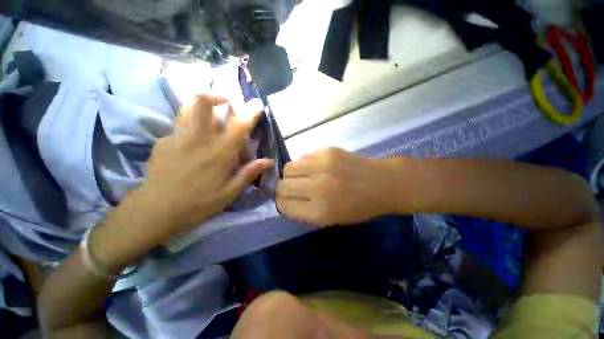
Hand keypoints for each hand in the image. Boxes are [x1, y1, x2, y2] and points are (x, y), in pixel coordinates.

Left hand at [120, 95, 273, 245]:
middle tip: (225, 103)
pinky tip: (192, 143)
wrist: (155, 211)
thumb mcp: (230, 192)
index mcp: (219, 153)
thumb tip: (269, 161)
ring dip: (201, 106)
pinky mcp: (162, 142)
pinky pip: (179, 126)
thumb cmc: (198, 203)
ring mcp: (177, 137)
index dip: (250, 112)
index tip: (257, 104)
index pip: (238, 126)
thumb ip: (249, 173)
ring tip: (210, 117)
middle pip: (202, 103)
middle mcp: (198, 139)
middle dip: (215, 96)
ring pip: (187, 108)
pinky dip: (190, 126)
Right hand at [276, 147, 396, 226]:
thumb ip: (305, 210)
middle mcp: (317, 188)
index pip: (283, 205)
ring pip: (288, 168)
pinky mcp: (327, 151)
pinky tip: (317, 167)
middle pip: (282, 185)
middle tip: (294, 188)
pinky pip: (303, 157)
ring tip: (304, 176)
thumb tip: (285, 199)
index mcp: (319, 211)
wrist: (383, 183)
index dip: (282, 202)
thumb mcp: (331, 219)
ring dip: (292, 174)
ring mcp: (322, 166)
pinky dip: (305, 164)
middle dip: (283, 188)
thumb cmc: (360, 207)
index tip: (286, 200)